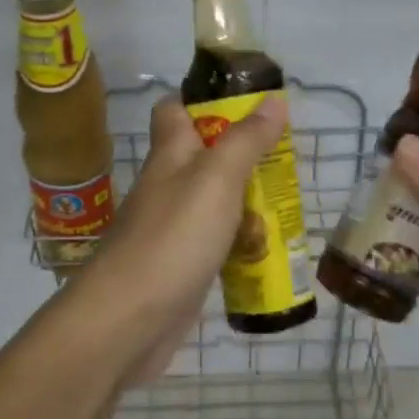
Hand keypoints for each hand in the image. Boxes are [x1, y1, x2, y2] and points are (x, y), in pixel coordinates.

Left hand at [68, 94, 288, 386]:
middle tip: (286, 156)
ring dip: (246, 199)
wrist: (127, 321)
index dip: (205, 98)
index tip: (248, 100)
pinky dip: (240, 243)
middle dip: (243, 153)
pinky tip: (269, 249)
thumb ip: (245, 140)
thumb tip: (273, 100)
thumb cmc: (173, 238)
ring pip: (214, 201)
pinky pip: (216, 243)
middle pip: (204, 156)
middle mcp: (167, 186)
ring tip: (290, 200)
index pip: (175, 109)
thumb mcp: (217, 178)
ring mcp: (172, 228)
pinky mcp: (181, 266)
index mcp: (170, 154)